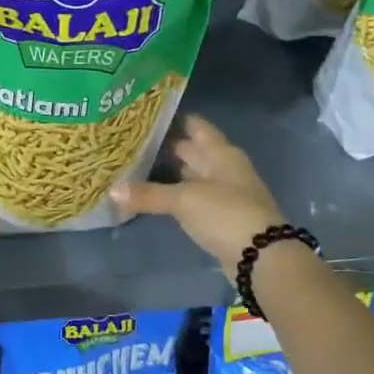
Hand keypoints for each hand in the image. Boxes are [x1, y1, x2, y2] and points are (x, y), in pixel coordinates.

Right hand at [110, 115, 284, 265]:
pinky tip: (152, 197)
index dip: (172, 120)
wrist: (261, 257)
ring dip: (168, 174)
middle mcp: (223, 168)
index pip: (195, 127)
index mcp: (221, 153)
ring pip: (190, 176)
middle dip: (165, 147)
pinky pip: (191, 199)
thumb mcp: (184, 200)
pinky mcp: (218, 217)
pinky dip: (174, 197)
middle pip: (192, 151)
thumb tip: (112, 189)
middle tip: (130, 142)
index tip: (144, 116)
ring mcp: (223, 193)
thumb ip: (149, 194)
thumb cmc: (226, 214)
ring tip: (134, 167)